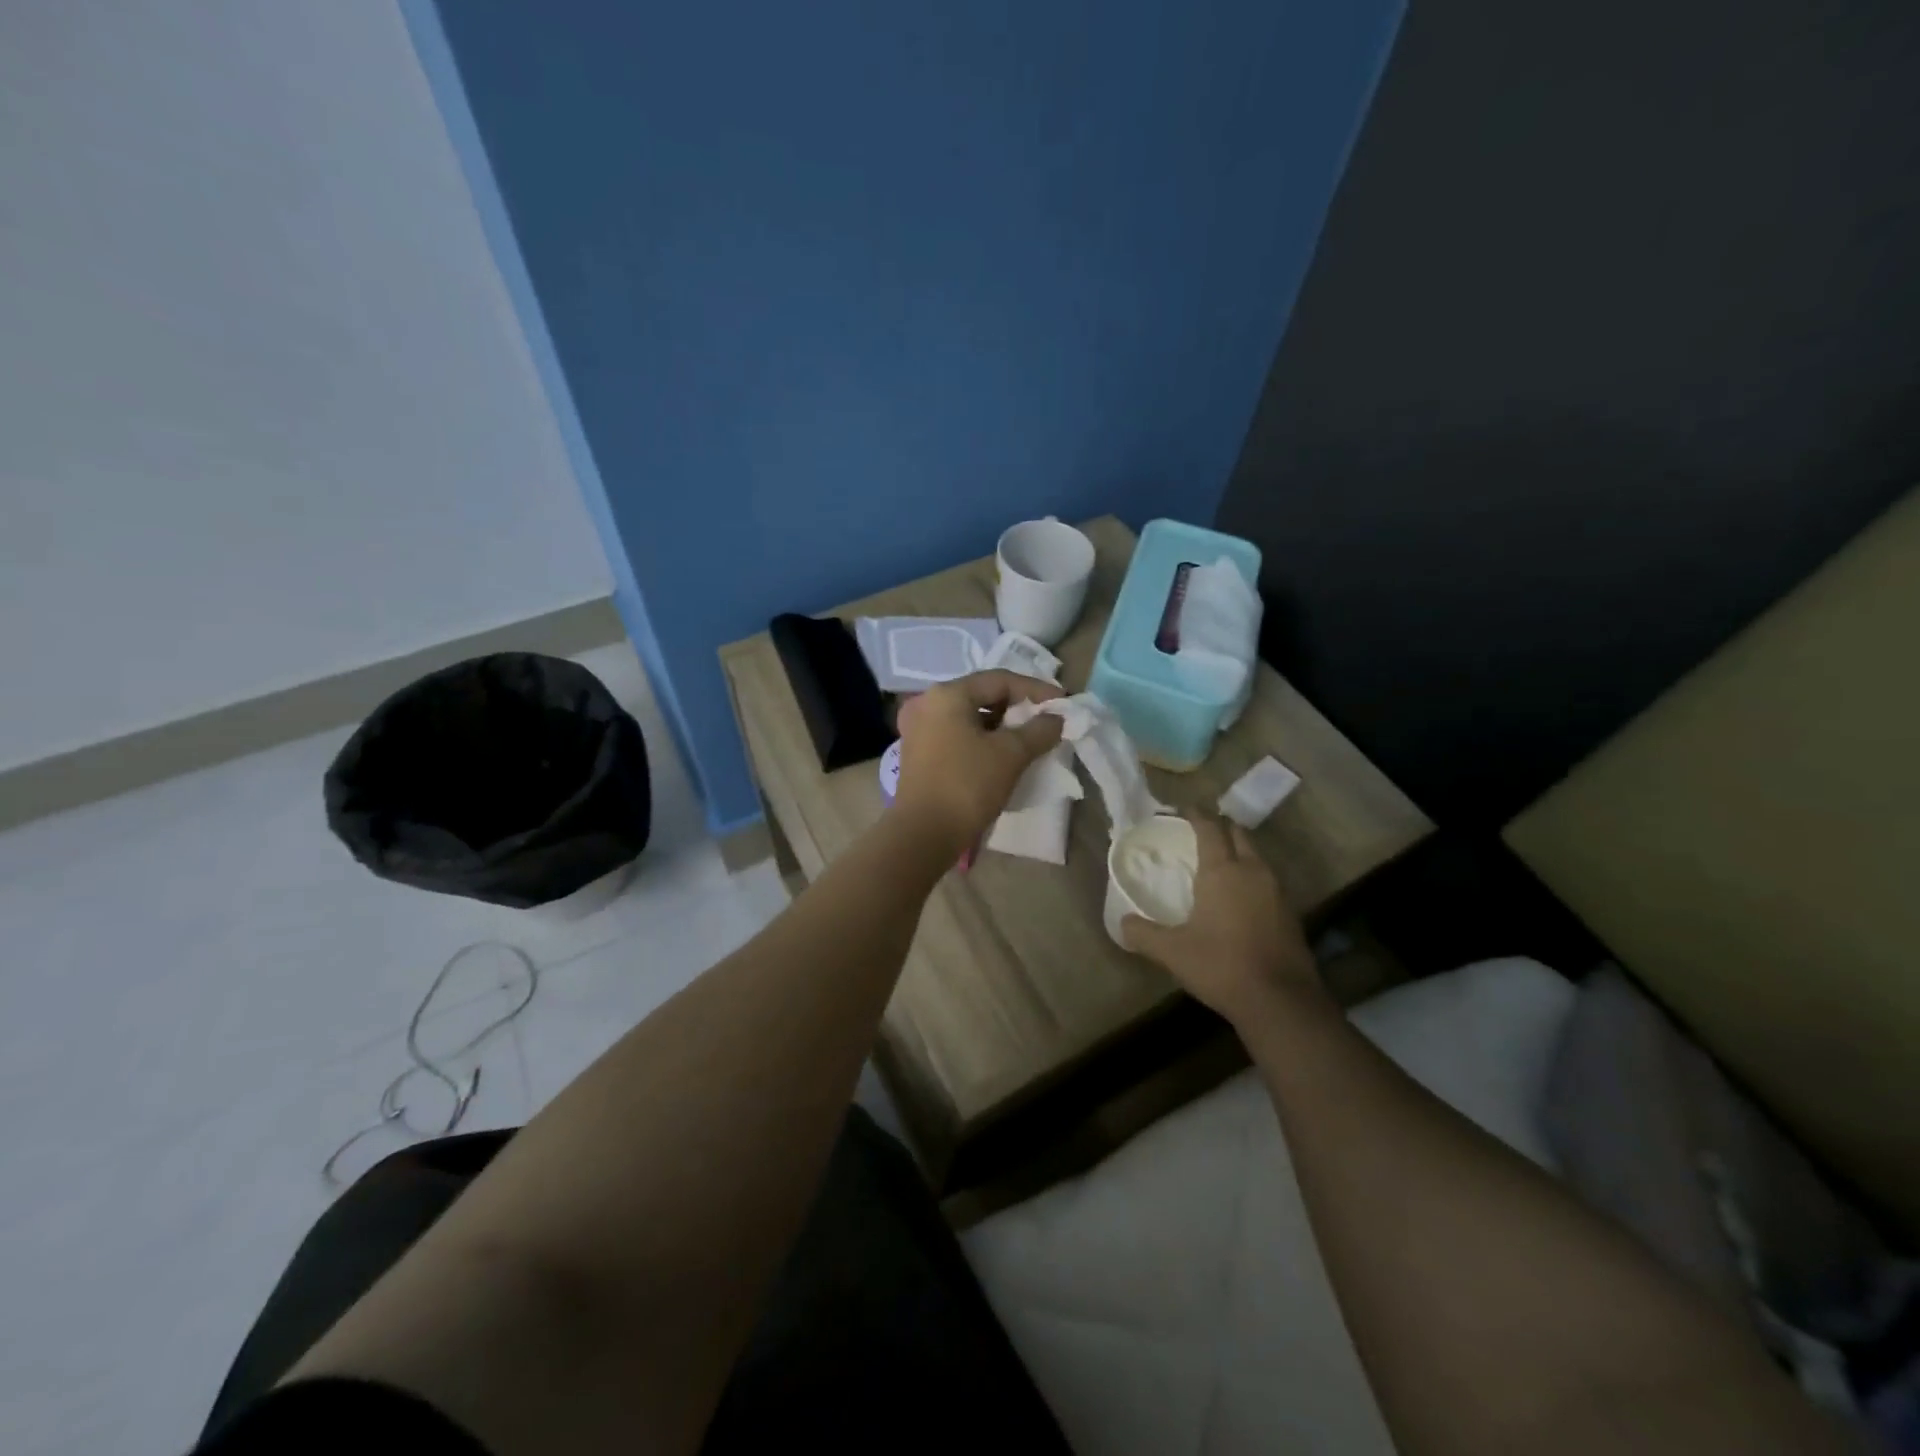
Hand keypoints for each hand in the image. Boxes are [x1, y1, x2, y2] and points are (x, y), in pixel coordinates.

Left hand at [891, 671, 1065, 849]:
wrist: (923, 834)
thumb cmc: (967, 785)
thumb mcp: (1011, 755)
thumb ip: (1038, 730)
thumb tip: (1055, 719)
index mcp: (947, 694)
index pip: (999, 680)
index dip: (1035, 689)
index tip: (1062, 703)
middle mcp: (927, 703)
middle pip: (982, 695)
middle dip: (1017, 707)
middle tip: (1046, 720)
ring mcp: (918, 729)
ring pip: (969, 717)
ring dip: (1000, 725)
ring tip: (1029, 738)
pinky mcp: (918, 753)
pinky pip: (957, 734)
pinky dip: (981, 739)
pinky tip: (1002, 754)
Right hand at [1122, 812, 1323, 1026]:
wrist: (1281, 1002)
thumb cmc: (1221, 966)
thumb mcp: (1172, 952)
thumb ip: (1143, 934)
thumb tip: (1122, 923)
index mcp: (1222, 871)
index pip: (1209, 828)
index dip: (1195, 815)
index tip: (1183, 810)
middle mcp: (1253, 871)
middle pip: (1239, 834)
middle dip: (1220, 828)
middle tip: (1201, 833)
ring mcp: (1277, 891)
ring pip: (1257, 857)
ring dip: (1239, 852)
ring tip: (1219, 863)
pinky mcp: (1291, 913)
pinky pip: (1268, 880)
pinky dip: (1252, 877)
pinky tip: (1240, 897)